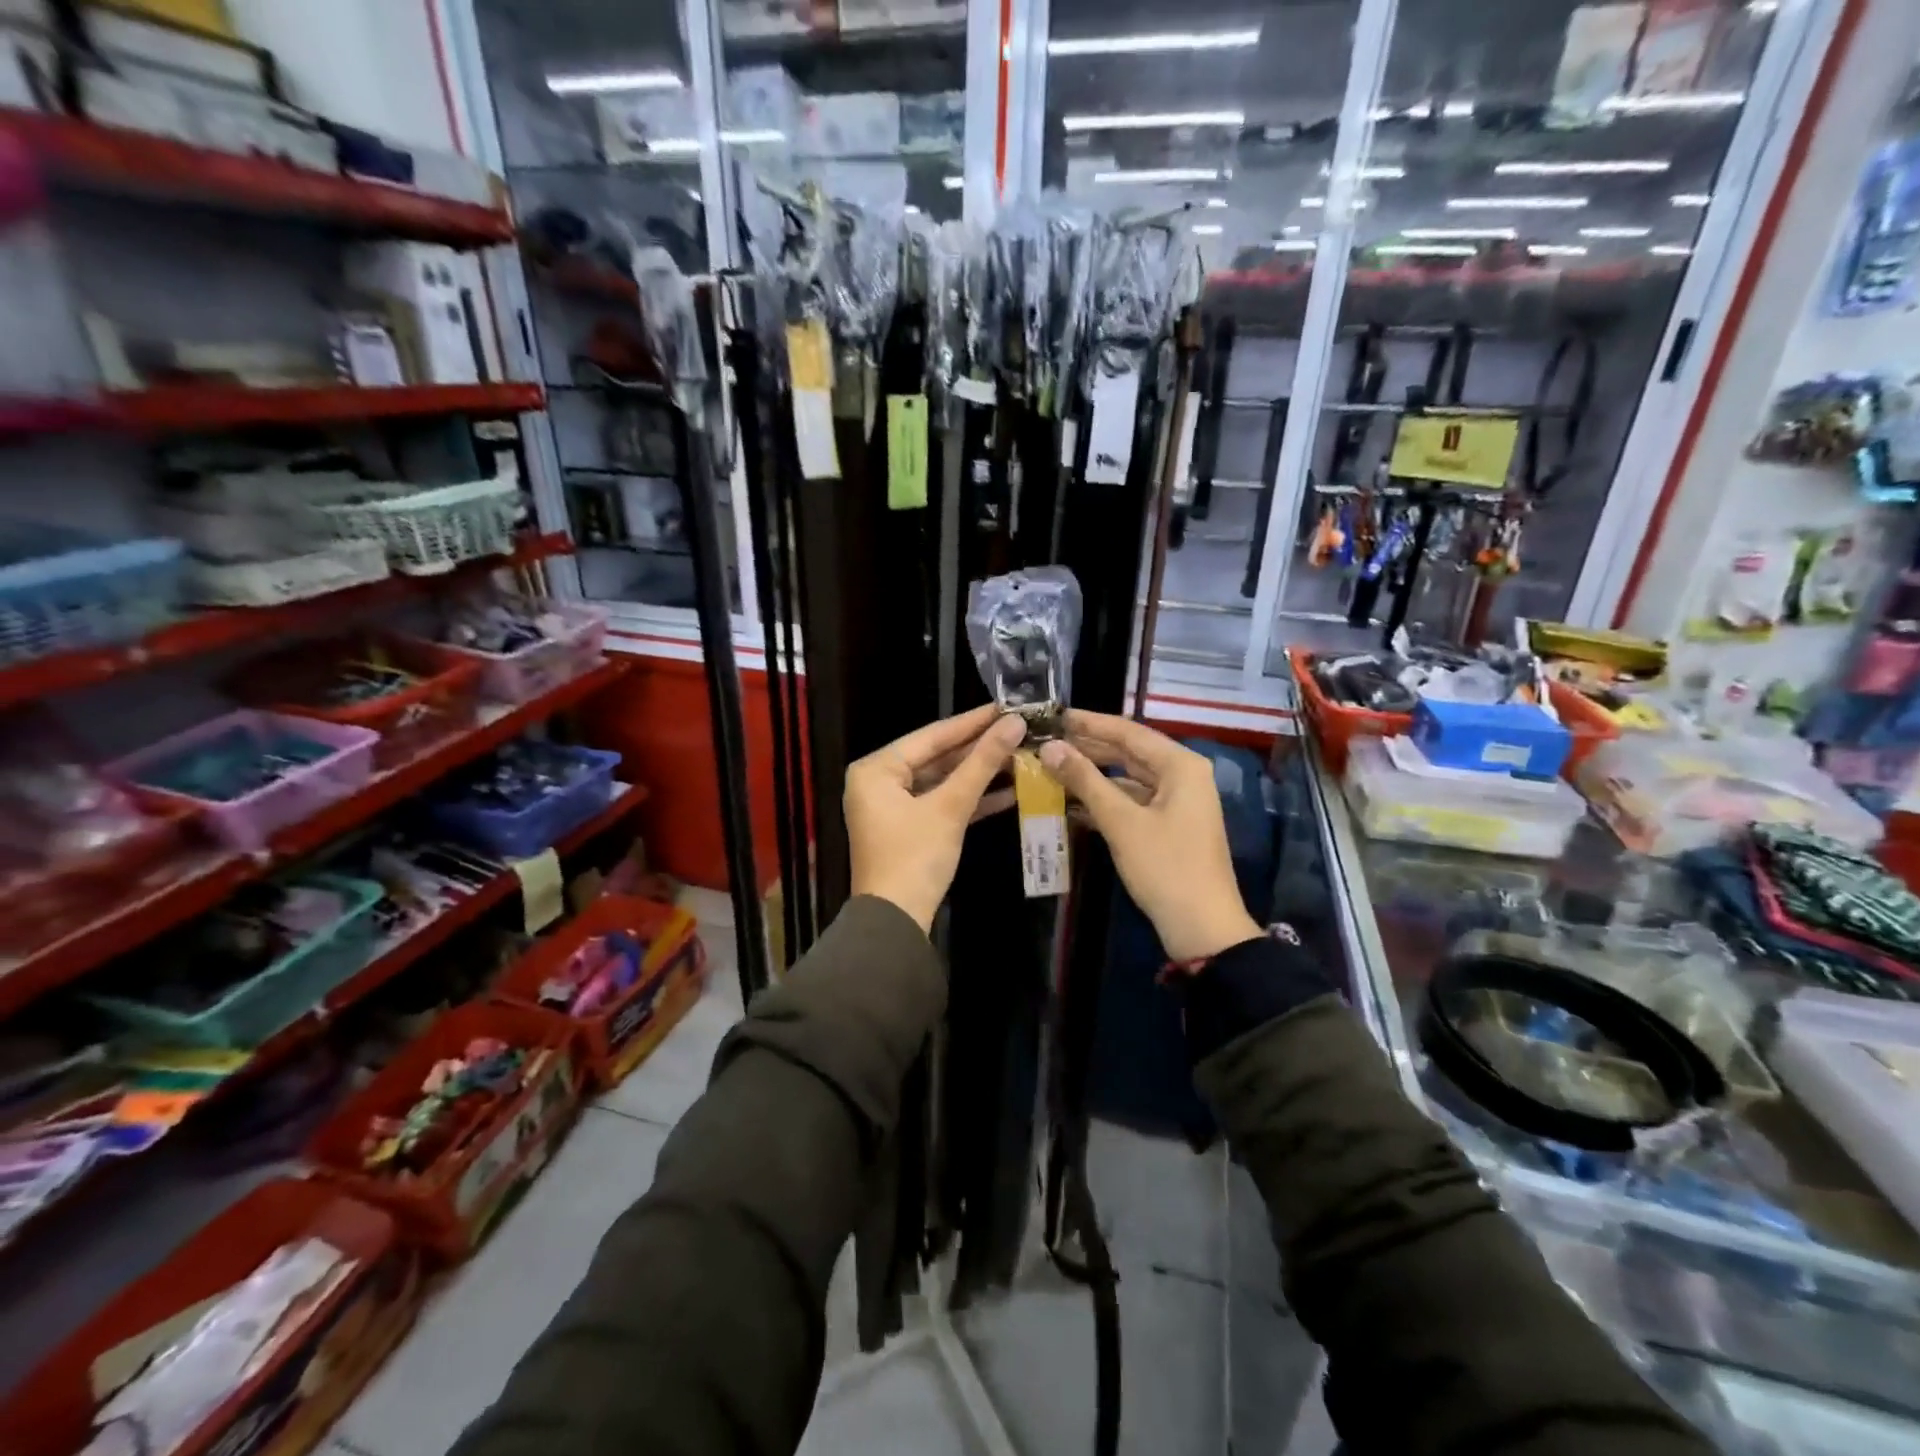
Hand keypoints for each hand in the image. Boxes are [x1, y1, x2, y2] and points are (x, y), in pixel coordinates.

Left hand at [846, 706, 1026, 932]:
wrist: (895, 921)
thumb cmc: (915, 857)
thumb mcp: (950, 807)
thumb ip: (982, 763)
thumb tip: (1014, 724)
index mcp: (876, 768)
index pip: (931, 735)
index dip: (972, 721)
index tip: (1006, 706)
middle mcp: (879, 781)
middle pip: (937, 756)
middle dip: (979, 749)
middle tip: (1018, 730)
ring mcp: (893, 806)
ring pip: (942, 781)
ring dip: (979, 774)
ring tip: (1020, 756)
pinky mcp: (909, 828)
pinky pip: (941, 803)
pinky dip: (970, 799)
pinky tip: (1008, 791)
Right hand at [1039, 710, 1261, 962]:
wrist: (1202, 927)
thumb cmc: (1164, 866)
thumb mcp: (1121, 821)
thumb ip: (1085, 780)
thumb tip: (1050, 747)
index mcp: (1180, 765)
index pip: (1128, 731)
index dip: (1089, 723)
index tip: (1054, 715)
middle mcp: (1183, 775)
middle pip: (1129, 752)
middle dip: (1088, 747)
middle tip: (1047, 740)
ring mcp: (1178, 801)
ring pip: (1129, 777)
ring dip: (1093, 775)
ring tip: (1053, 767)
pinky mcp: (1169, 825)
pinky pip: (1133, 801)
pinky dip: (1105, 800)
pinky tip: (1072, 802)